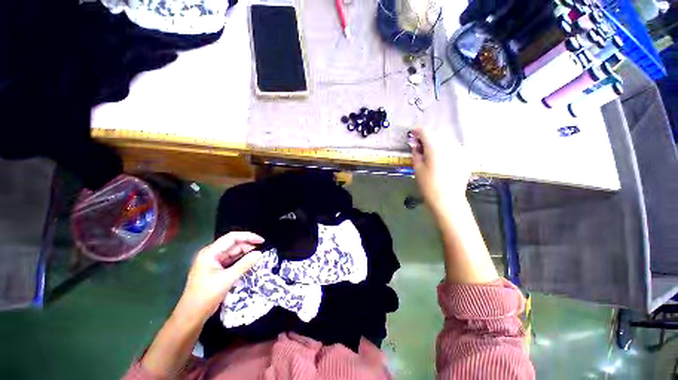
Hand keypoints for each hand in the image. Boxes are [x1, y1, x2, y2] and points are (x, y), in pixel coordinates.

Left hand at [174, 232, 263, 323]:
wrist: (191, 316)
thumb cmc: (206, 295)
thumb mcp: (227, 279)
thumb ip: (244, 264)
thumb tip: (260, 253)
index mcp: (210, 252)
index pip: (232, 237)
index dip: (248, 237)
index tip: (261, 241)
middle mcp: (211, 254)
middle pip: (233, 244)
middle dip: (248, 246)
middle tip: (262, 251)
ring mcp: (213, 262)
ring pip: (233, 253)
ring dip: (245, 254)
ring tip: (258, 256)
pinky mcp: (215, 270)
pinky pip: (231, 261)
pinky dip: (240, 261)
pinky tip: (249, 263)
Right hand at [411, 127, 471, 215]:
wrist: (448, 200)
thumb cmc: (429, 185)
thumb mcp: (417, 169)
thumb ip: (416, 153)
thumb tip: (415, 145)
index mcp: (435, 147)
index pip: (425, 131)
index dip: (417, 131)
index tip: (411, 135)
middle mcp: (449, 145)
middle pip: (436, 133)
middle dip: (426, 137)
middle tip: (418, 146)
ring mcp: (459, 150)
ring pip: (445, 139)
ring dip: (436, 142)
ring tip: (429, 152)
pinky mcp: (464, 157)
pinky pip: (452, 147)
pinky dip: (444, 148)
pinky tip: (440, 158)